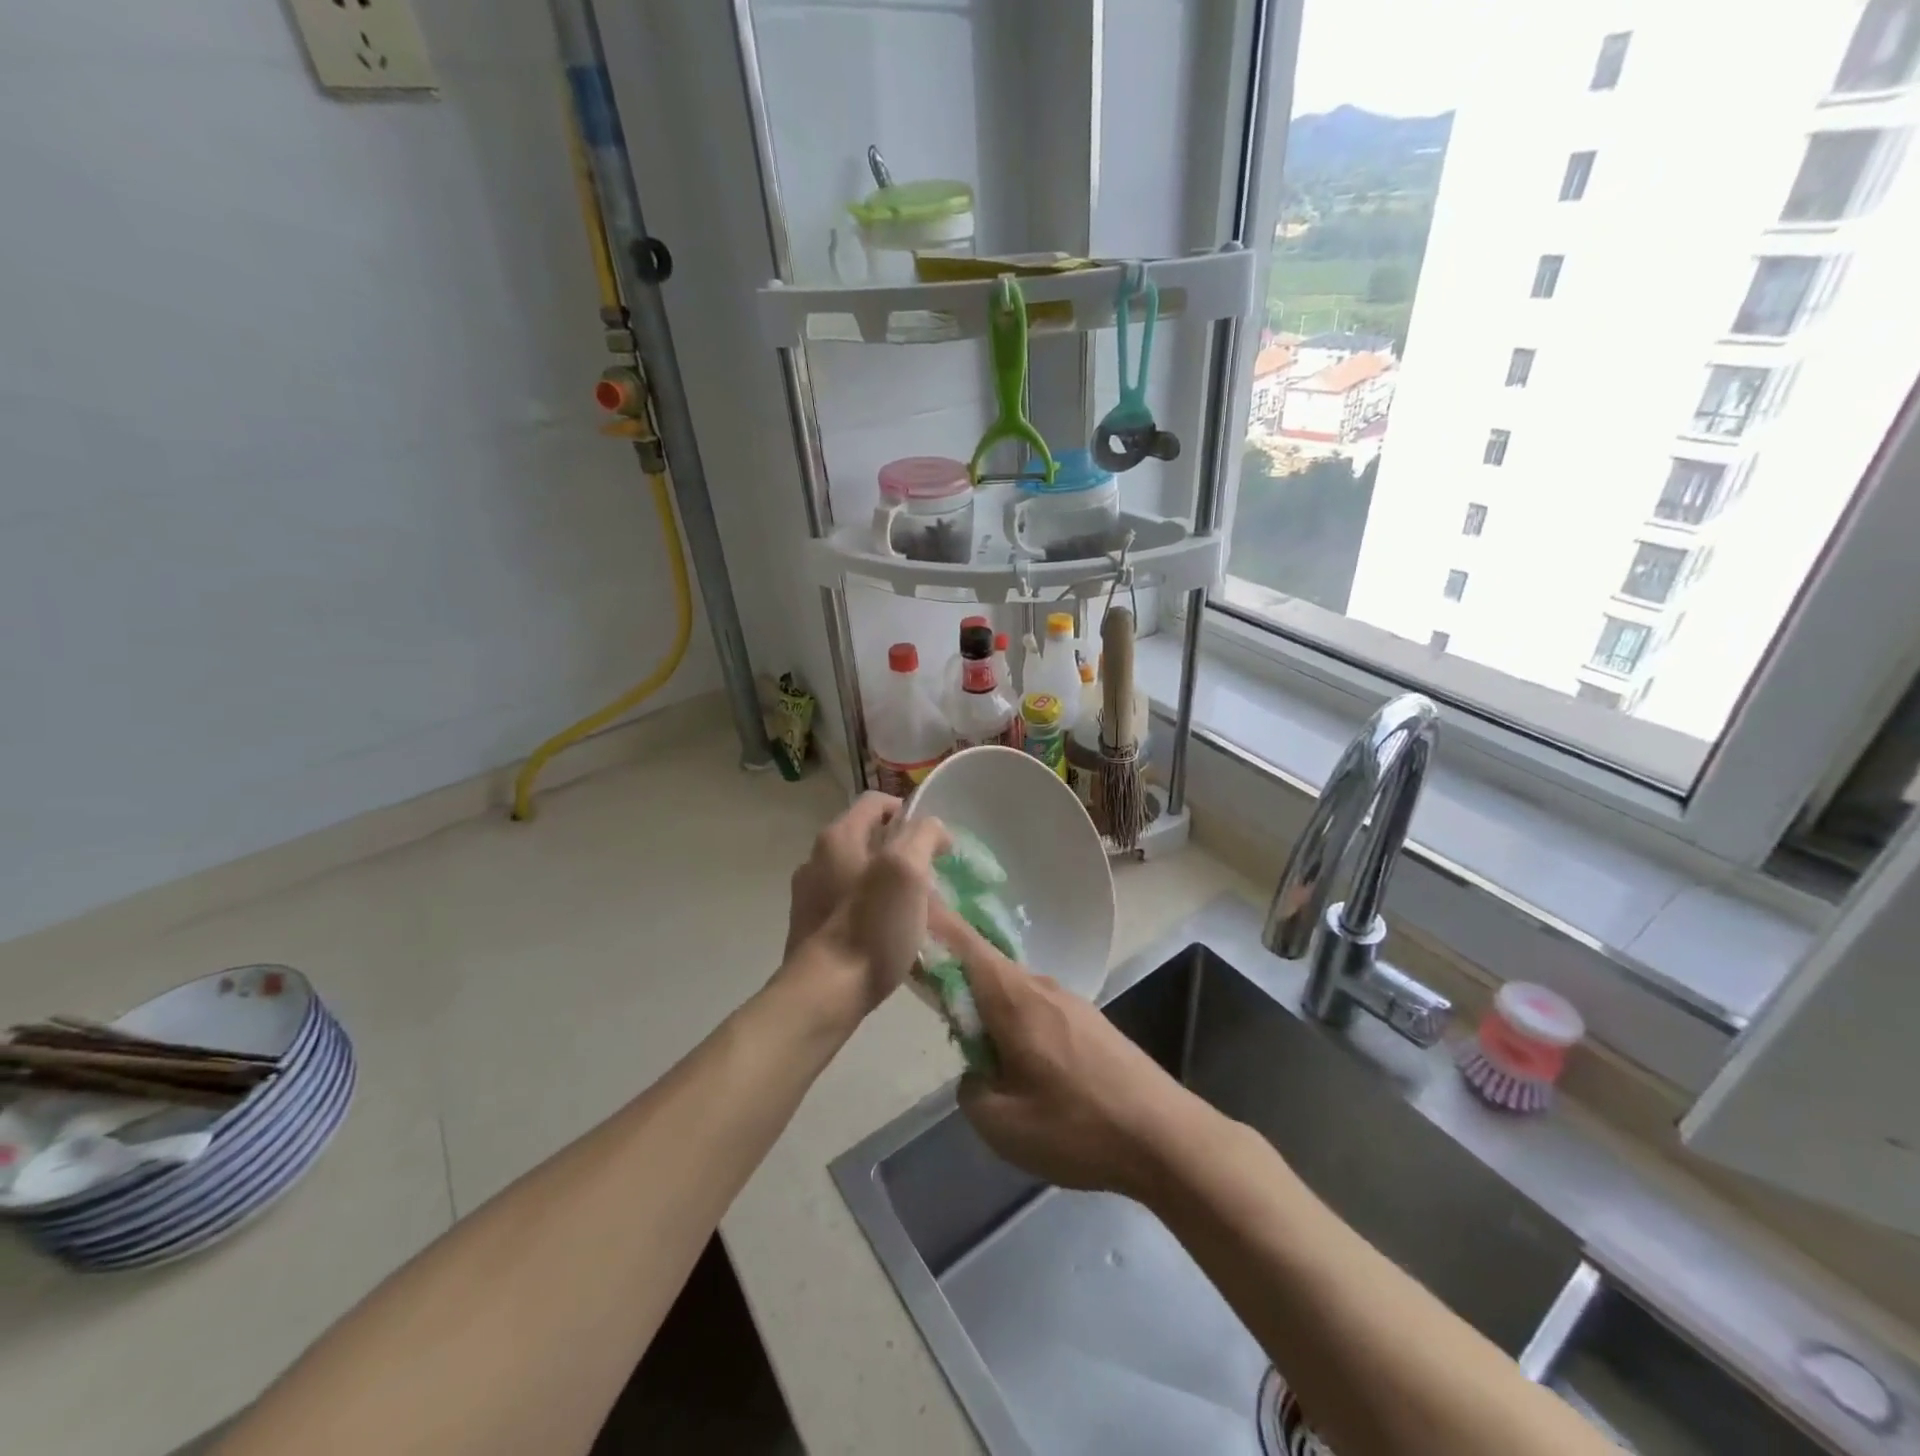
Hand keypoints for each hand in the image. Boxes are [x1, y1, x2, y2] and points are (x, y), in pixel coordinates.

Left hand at [775, 805, 951, 1030]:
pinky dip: (868, 908)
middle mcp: (816, 857)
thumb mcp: (908, 870)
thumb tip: (933, 831)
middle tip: (929, 879)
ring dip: (885, 881)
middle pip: (867, 838)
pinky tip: (885, 933)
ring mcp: (808, 893)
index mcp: (839, 836)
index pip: (877, 802)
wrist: (825, 994)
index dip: (910, 813)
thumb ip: (923, 836)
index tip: (935, 844)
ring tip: (912, 909)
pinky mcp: (809, 926)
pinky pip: (846, 903)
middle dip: (901, 850)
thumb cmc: (871, 926)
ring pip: (857, 872)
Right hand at [950, 919, 1197, 1199]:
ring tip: (981, 1051)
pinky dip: (1016, 1022)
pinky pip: (1037, 1009)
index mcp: (1014, 998)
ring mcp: (1070, 1001)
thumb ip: (971, 1088)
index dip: (934, 920)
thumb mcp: (1002, 1125)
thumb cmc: (1078, 1127)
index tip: (910, 902)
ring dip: (989, 1007)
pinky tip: (1023, 1064)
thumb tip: (977, 1070)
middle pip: (986, 967)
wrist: (1166, 1138)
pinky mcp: (1090, 1023)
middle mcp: (1041, 986)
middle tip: (932, 1003)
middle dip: (956, 976)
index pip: (963, 943)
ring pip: (1013, 991)